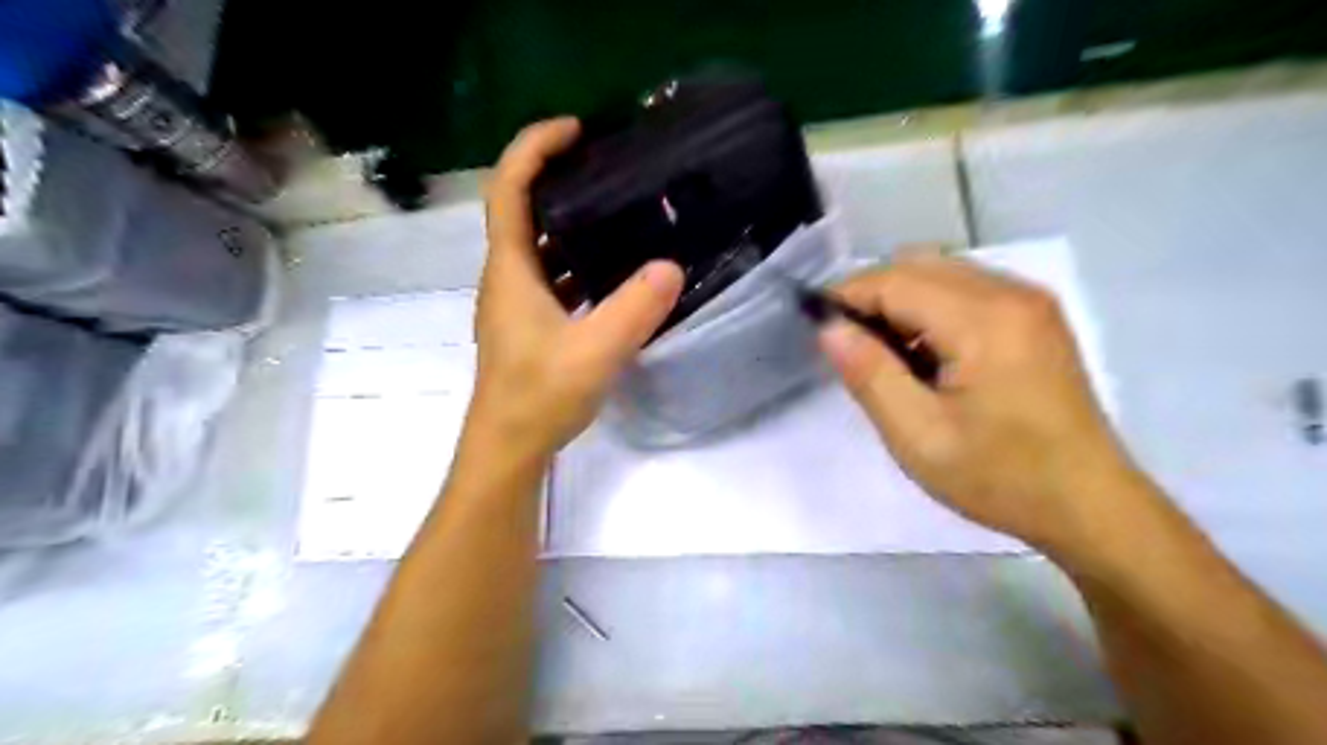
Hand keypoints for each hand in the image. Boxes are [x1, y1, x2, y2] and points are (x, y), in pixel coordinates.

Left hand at [468, 119, 682, 459]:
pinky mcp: (531, 323)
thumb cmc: (539, 396)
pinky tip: (615, 271)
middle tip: (607, 166)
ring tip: (618, 210)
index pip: (509, 189)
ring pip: (539, 245)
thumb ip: (634, 309)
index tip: (576, 130)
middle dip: (558, 177)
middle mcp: (507, 276)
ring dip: (570, 221)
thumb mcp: (594, 351)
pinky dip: (577, 261)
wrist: (509, 446)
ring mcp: (517, 301)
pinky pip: (552, 275)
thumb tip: (671, 267)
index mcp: (511, 269)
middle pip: (523, 209)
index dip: (535, 148)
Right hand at [821, 254, 1151, 549]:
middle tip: (850, 348)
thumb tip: (829, 327)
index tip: (819, 331)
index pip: (894, 281)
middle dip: (872, 297)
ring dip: (900, 302)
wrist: (1089, 505)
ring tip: (885, 356)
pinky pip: (965, 290)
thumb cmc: (1000, 477)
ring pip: (940, 273)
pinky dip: (930, 309)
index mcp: (984, 320)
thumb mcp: (918, 436)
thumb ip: (869, 374)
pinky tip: (925, 356)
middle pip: (918, 266)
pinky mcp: (1034, 317)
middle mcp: (1010, 293)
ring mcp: (1029, 302)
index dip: (847, 297)